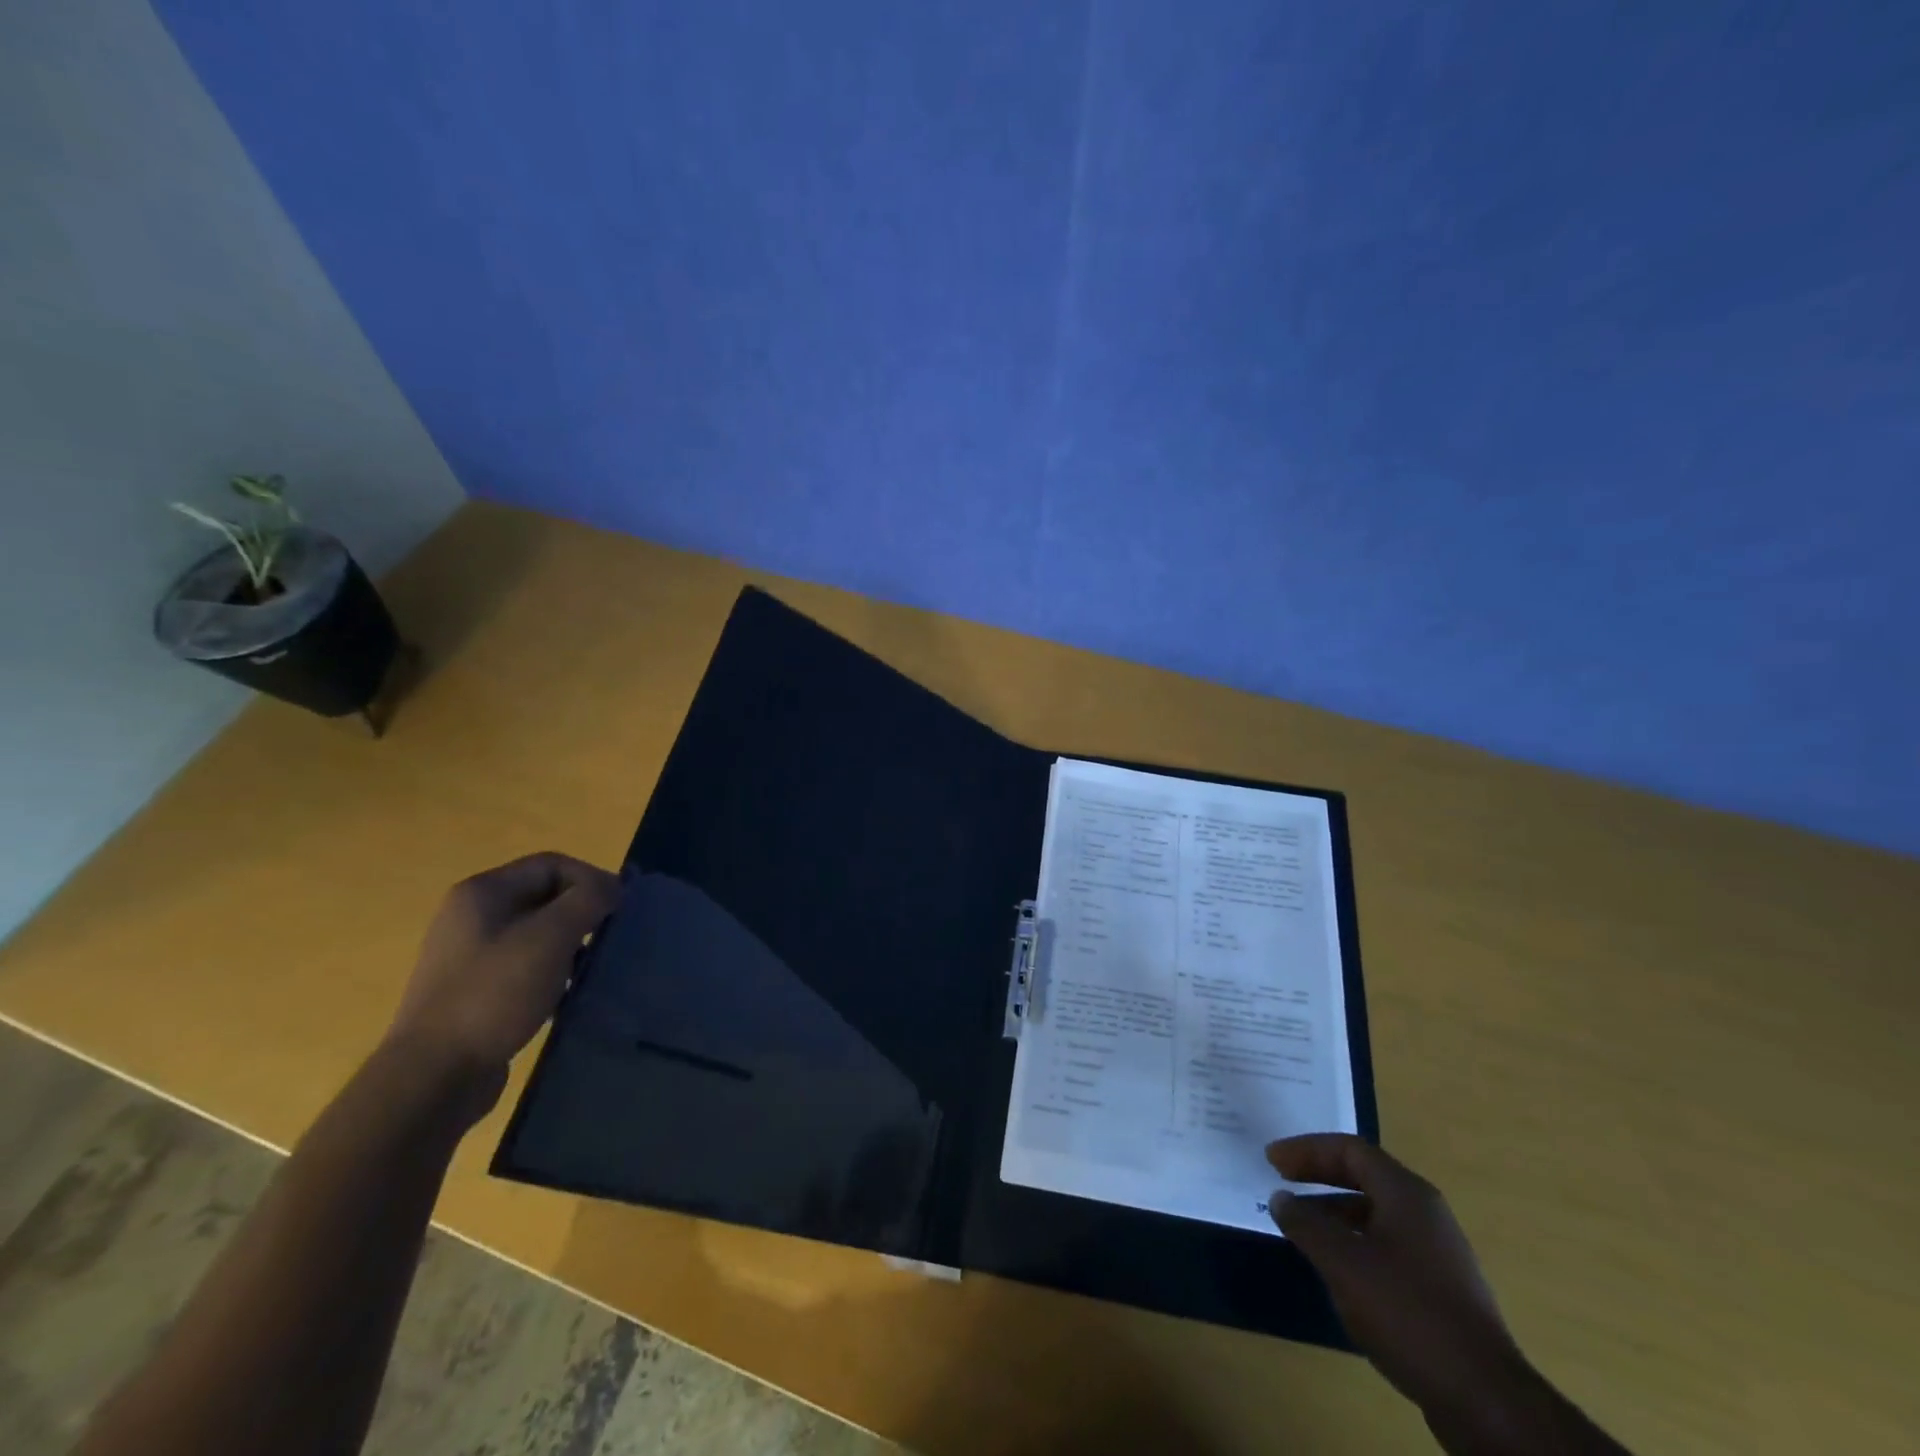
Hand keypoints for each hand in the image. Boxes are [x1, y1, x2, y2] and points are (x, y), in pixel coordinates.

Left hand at [387, 852, 619, 1117]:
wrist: (434, 1075)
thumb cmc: (494, 993)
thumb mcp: (551, 936)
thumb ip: (588, 900)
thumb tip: (613, 887)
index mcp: (483, 892)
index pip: (552, 864)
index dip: (591, 878)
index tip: (620, 908)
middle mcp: (472, 916)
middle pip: (545, 896)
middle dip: (583, 912)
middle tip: (610, 937)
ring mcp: (470, 955)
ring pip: (538, 933)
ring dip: (571, 944)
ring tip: (590, 968)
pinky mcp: (475, 991)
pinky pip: (525, 966)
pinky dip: (552, 973)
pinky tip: (566, 994)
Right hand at [1268, 1135, 1529, 1422]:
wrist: (1486, 1401)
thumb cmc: (1407, 1313)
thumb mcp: (1343, 1263)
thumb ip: (1306, 1225)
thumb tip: (1281, 1199)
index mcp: (1406, 1194)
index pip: (1349, 1149)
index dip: (1307, 1150)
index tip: (1272, 1161)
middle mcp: (1426, 1213)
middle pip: (1364, 1176)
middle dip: (1319, 1175)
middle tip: (1281, 1181)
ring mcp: (1438, 1252)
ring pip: (1375, 1213)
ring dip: (1334, 1212)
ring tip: (1301, 1229)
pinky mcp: (1441, 1289)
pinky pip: (1387, 1245)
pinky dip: (1354, 1243)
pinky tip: (1338, 1271)